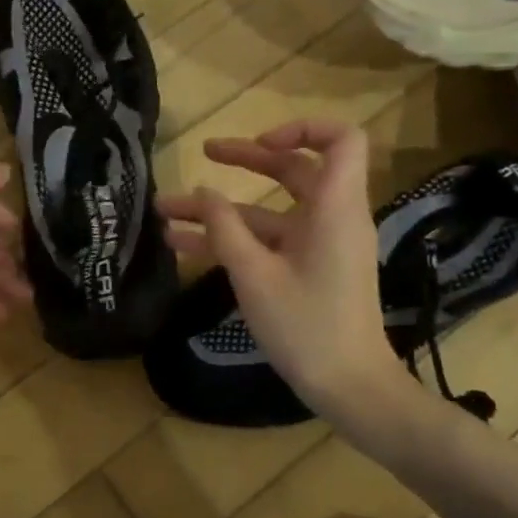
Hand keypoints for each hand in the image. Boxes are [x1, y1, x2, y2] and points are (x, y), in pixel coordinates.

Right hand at [157, 120, 405, 419]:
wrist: (350, 388)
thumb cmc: (306, 327)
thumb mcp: (254, 275)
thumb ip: (225, 228)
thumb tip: (203, 191)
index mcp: (334, 208)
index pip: (341, 140)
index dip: (302, 129)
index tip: (260, 143)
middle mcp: (332, 217)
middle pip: (294, 170)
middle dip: (245, 160)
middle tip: (204, 152)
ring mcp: (320, 244)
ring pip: (270, 210)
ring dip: (223, 209)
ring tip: (167, 210)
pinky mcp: (310, 269)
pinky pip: (270, 241)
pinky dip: (235, 239)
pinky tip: (185, 245)